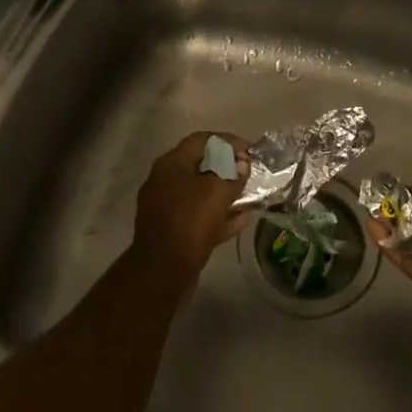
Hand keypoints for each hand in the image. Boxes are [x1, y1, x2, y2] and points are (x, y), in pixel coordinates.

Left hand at [132, 131, 250, 283]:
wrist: (162, 272)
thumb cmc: (190, 221)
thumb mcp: (218, 191)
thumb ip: (233, 174)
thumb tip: (241, 164)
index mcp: (171, 163)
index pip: (203, 140)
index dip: (228, 141)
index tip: (250, 151)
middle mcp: (164, 180)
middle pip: (201, 166)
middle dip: (227, 169)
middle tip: (249, 174)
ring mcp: (165, 207)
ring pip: (200, 193)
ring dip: (224, 193)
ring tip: (249, 197)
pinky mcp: (170, 231)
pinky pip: (198, 216)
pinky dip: (218, 215)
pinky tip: (240, 220)